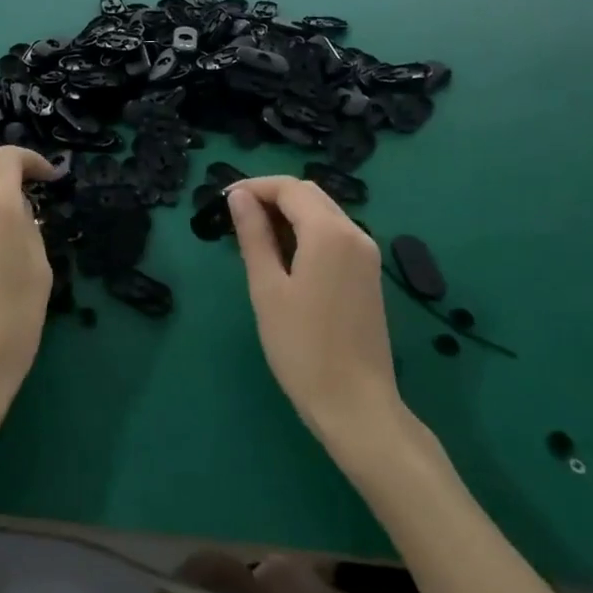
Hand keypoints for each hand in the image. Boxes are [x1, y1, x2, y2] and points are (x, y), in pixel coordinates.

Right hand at [226, 178, 405, 452]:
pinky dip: (307, 232)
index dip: (254, 186)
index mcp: (329, 232)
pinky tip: (284, 256)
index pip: (288, 187)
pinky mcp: (368, 274)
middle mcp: (354, 233)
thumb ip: (254, 236)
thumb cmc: (303, 348)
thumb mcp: (267, 288)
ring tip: (254, 236)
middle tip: (235, 217)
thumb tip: (239, 198)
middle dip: (271, 196)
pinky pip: (335, 234)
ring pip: (323, 213)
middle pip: (309, 194)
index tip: (223, 200)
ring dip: (289, 213)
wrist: (357, 406)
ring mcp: (366, 254)